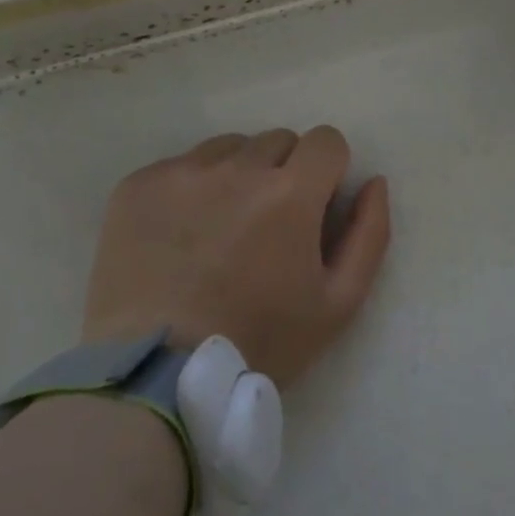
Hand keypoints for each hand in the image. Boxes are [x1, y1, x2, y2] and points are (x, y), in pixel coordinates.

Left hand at [82, 127, 390, 386]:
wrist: (158, 375)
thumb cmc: (261, 341)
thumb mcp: (339, 303)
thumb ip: (369, 234)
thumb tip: (374, 181)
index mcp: (291, 192)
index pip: (326, 140)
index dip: (327, 171)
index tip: (314, 206)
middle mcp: (238, 167)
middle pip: (278, 141)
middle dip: (285, 173)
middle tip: (268, 226)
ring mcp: (183, 172)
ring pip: (229, 148)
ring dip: (238, 174)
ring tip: (221, 229)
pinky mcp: (140, 185)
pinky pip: (181, 165)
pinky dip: (191, 188)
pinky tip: (181, 235)